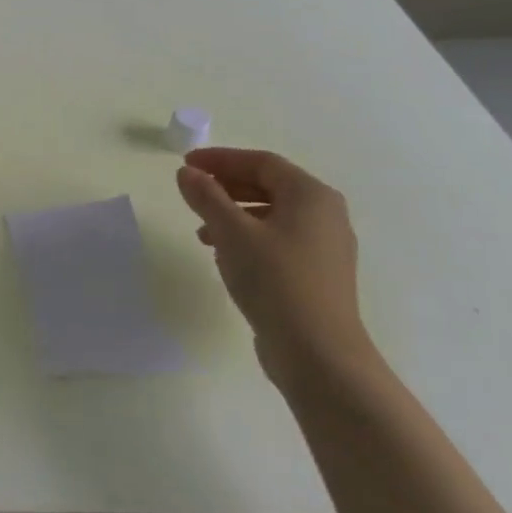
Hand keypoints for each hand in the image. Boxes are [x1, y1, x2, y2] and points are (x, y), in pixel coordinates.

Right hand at [175, 147, 371, 382]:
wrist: (318, 353)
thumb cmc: (275, 280)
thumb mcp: (231, 232)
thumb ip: (206, 196)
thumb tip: (186, 172)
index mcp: (311, 196)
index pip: (261, 162)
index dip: (221, 159)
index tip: (186, 164)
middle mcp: (325, 215)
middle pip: (269, 186)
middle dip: (227, 185)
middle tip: (192, 191)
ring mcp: (324, 247)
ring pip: (271, 214)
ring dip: (233, 213)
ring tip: (201, 228)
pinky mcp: (317, 274)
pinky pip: (277, 239)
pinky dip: (247, 237)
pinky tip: (224, 254)